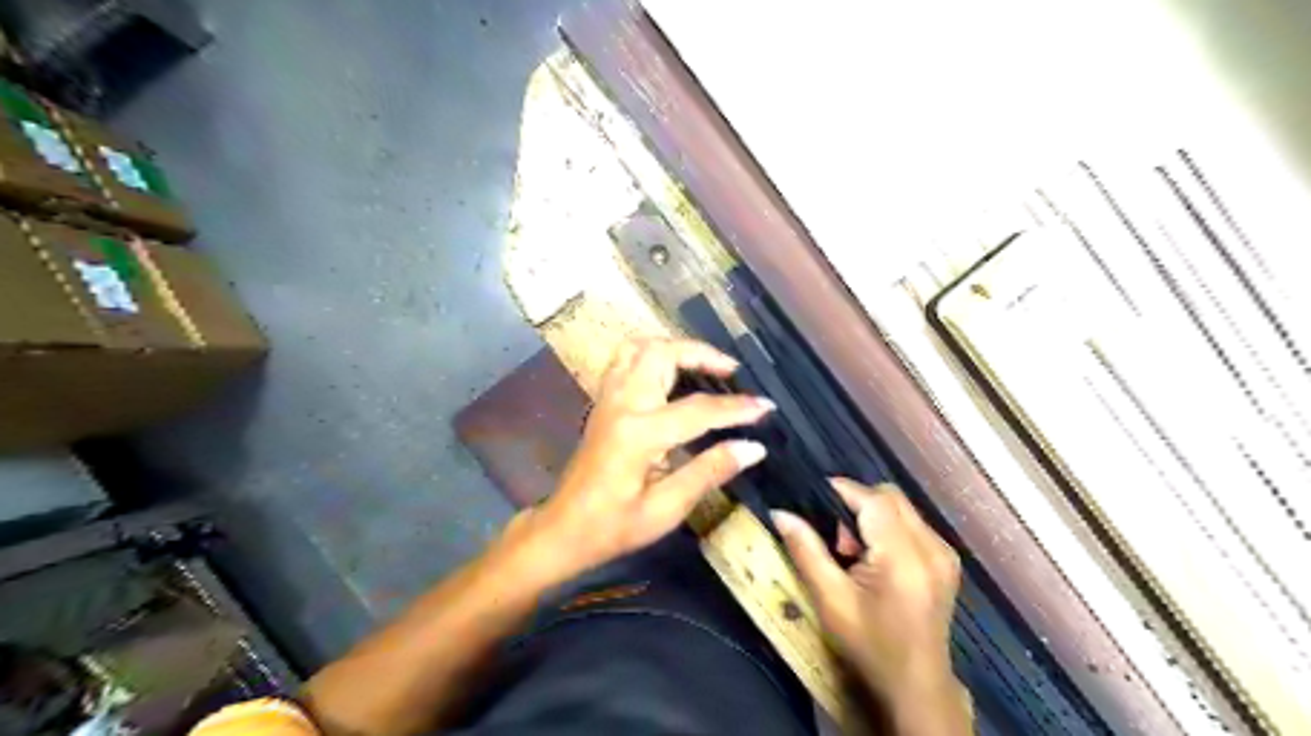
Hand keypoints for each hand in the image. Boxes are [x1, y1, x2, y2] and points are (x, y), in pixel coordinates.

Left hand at [516, 337, 771, 579]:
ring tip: (704, 363)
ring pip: (639, 347)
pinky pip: (624, 358)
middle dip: (702, 354)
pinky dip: (652, 353)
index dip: (736, 408)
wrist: (563, 530)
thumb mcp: (666, 509)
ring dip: (675, 347)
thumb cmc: (613, 527)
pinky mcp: (603, 402)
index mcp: (638, 433)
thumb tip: (754, 447)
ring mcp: (608, 398)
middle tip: (732, 371)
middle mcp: (622, 404)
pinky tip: (670, 370)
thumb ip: (709, 471)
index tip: (767, 407)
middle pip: (662, 353)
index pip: (698, 409)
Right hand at [770, 480, 966, 732]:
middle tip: (836, 538)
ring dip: (872, 516)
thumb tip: (780, 513)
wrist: (916, 686)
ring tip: (854, 552)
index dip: (841, 490)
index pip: (873, 499)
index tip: (811, 497)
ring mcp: (944, 552)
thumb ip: (806, 550)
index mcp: (904, 557)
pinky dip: (888, 528)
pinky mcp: (946, 560)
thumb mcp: (830, 600)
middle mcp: (932, 546)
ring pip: (901, 507)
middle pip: (890, 496)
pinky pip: (912, 523)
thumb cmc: (869, 645)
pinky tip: (876, 559)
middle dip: (857, 504)